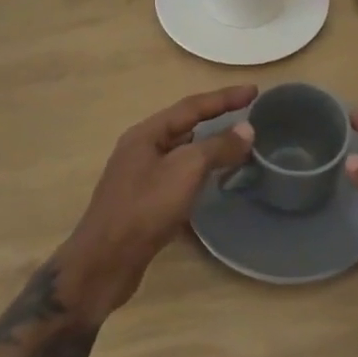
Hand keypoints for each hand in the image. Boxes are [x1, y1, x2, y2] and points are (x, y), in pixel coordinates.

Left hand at [59, 85, 257, 322]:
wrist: (104, 264)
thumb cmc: (144, 209)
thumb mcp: (186, 171)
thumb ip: (217, 147)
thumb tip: (246, 129)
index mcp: (147, 133)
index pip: (192, 106)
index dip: (225, 98)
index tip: (254, 91)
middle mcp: (141, 148)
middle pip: (185, 125)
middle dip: (216, 118)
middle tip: (247, 115)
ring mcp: (140, 176)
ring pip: (181, 152)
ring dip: (208, 146)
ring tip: (236, 144)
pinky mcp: (143, 202)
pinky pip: (178, 175)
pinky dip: (199, 171)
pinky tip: (212, 181)